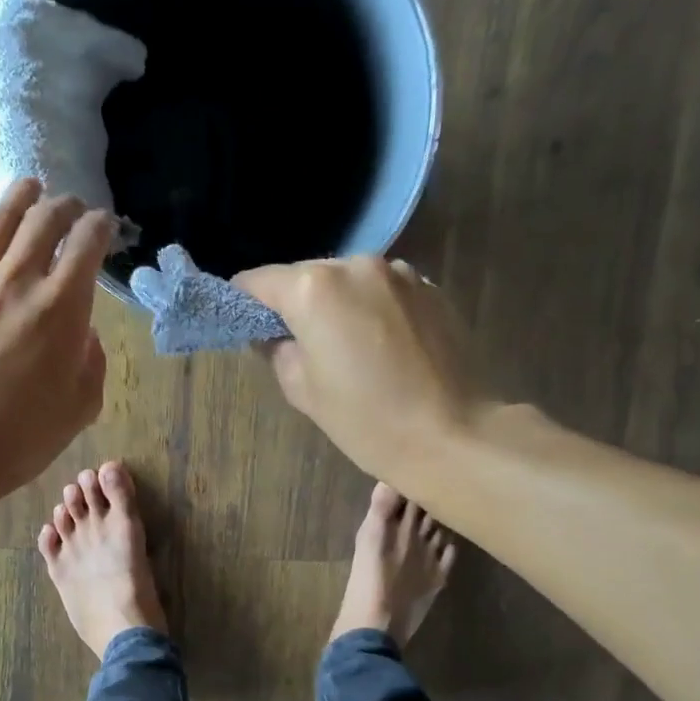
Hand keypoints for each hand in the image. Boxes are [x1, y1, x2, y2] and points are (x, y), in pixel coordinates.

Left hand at [0, 179, 112, 503]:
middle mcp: (18, 279)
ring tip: (29, 188)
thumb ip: (92, 362)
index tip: (105, 228)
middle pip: (45, 218)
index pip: (88, 243)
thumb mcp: (79, 408)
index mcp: (62, 308)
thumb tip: (85, 334)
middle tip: (72, 209)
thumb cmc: (18, 438)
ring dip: (20, 195)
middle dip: (66, 206)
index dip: (102, 227)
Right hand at [234, 256, 484, 482]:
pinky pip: (383, 290)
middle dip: (294, 304)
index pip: (257, 281)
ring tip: (348, 348)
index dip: (244, 305)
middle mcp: (355, 265)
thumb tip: (271, 335)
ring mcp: (399, 272)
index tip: (247, 329)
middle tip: (300, 346)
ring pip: (347, 280)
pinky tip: (384, 346)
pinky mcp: (431, 287)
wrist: (454, 435)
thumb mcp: (304, 392)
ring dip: (337, 305)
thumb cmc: (368, 421)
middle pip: (305, 276)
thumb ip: (276, 351)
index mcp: (313, 289)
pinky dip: (372, 308)